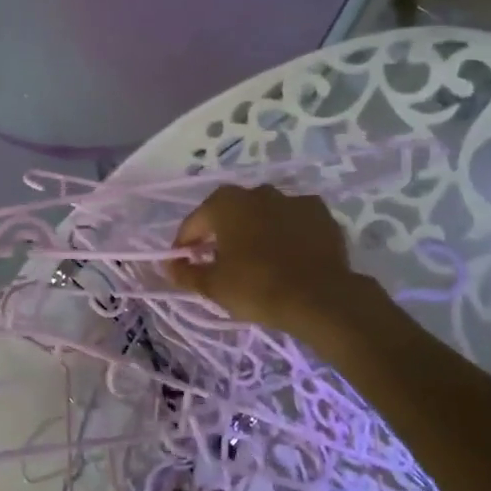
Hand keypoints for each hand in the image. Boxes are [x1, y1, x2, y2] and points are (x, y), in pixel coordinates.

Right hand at [168, 184, 369, 333]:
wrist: (320, 298)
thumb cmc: (257, 287)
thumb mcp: (213, 286)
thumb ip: (186, 273)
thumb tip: (169, 266)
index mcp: (225, 203)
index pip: (194, 222)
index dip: (185, 243)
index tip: (184, 263)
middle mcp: (257, 192)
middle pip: (230, 211)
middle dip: (221, 232)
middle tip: (219, 259)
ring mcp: (293, 199)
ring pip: (264, 213)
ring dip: (255, 229)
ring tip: (256, 256)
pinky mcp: (321, 214)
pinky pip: (294, 220)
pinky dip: (287, 232)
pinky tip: (288, 254)